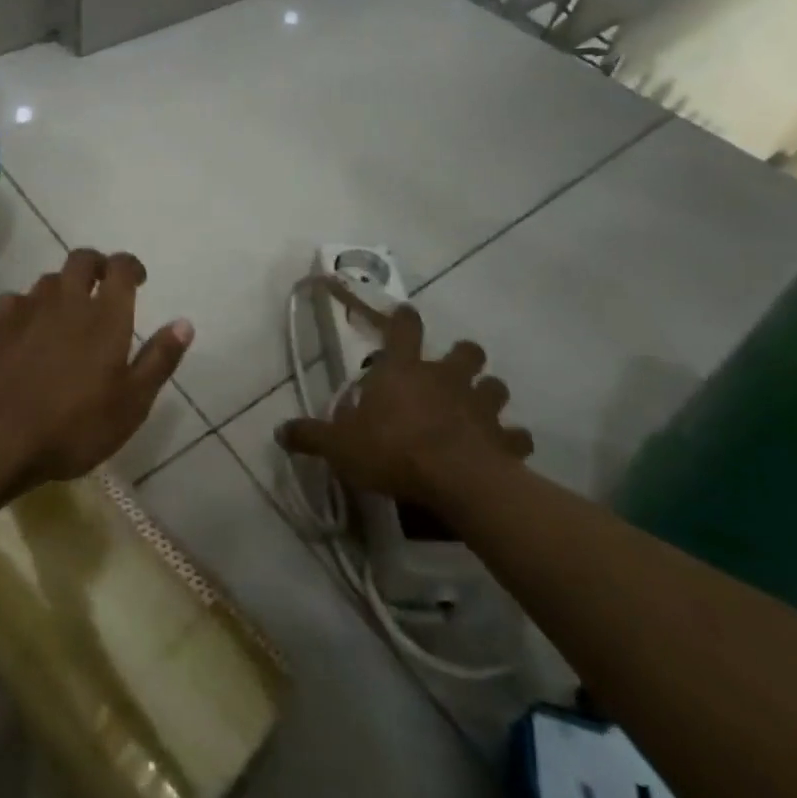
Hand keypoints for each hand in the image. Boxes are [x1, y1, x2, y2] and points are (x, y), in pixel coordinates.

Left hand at [0, 248, 193, 493]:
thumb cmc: (72, 425)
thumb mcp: (131, 404)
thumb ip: (159, 359)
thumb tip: (184, 323)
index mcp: (105, 315)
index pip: (121, 268)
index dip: (131, 266)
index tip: (138, 279)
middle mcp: (67, 299)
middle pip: (82, 259)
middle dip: (96, 265)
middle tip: (103, 284)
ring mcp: (27, 308)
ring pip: (48, 280)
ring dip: (63, 287)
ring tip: (67, 312)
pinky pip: (15, 300)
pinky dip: (26, 307)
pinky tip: (25, 328)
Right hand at [276, 277, 531, 505]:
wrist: (455, 481)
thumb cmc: (392, 451)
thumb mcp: (340, 446)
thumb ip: (311, 436)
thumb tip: (279, 431)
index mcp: (404, 370)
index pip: (404, 327)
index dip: (405, 319)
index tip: (405, 316)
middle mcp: (445, 378)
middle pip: (466, 350)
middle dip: (462, 357)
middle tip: (452, 374)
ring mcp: (480, 406)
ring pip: (496, 386)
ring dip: (488, 395)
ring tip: (478, 412)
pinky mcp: (505, 439)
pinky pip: (517, 436)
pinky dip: (512, 441)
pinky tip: (503, 451)